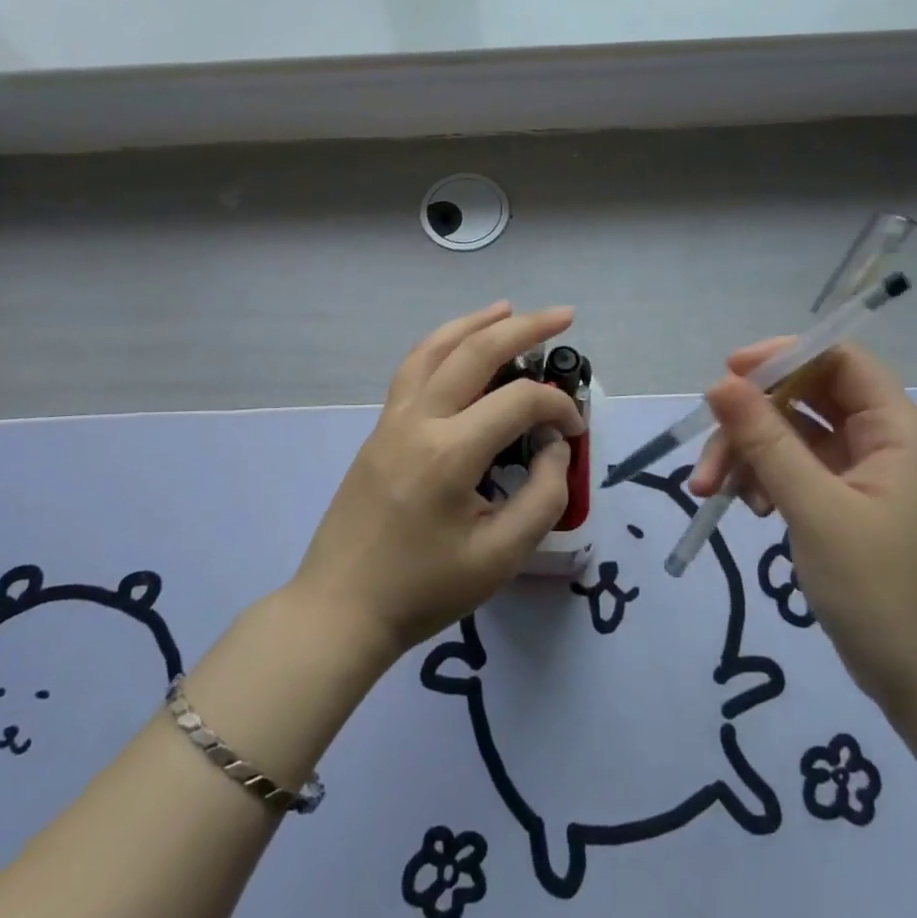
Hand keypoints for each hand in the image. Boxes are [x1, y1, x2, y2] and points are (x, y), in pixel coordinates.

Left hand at [289, 302, 585, 660]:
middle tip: (563, 315)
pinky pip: (412, 370)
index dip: (559, 406)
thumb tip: (555, 446)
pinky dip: (440, 345)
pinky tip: (457, 346)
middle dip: (524, 327)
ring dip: (474, 323)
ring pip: (434, 350)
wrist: (341, 608)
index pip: (519, 401)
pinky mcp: (378, 430)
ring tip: (508, 309)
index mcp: (450, 453)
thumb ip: (542, 496)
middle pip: (474, 352)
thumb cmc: (423, 590)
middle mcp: (418, 421)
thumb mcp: (500, 557)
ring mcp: (391, 421)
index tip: (576, 431)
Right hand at [690, 341, 916, 715]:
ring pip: (792, 437)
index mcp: (896, 431)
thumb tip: (720, 384)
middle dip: (750, 422)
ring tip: (710, 492)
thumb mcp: (816, 509)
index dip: (783, 357)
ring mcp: (863, 476)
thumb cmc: (881, 592)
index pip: (838, 360)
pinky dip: (764, 480)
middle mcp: (882, 443)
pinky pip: (796, 471)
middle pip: (805, 400)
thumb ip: (766, 441)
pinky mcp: (845, 505)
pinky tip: (746, 507)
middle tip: (707, 458)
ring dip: (748, 455)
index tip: (728, 375)